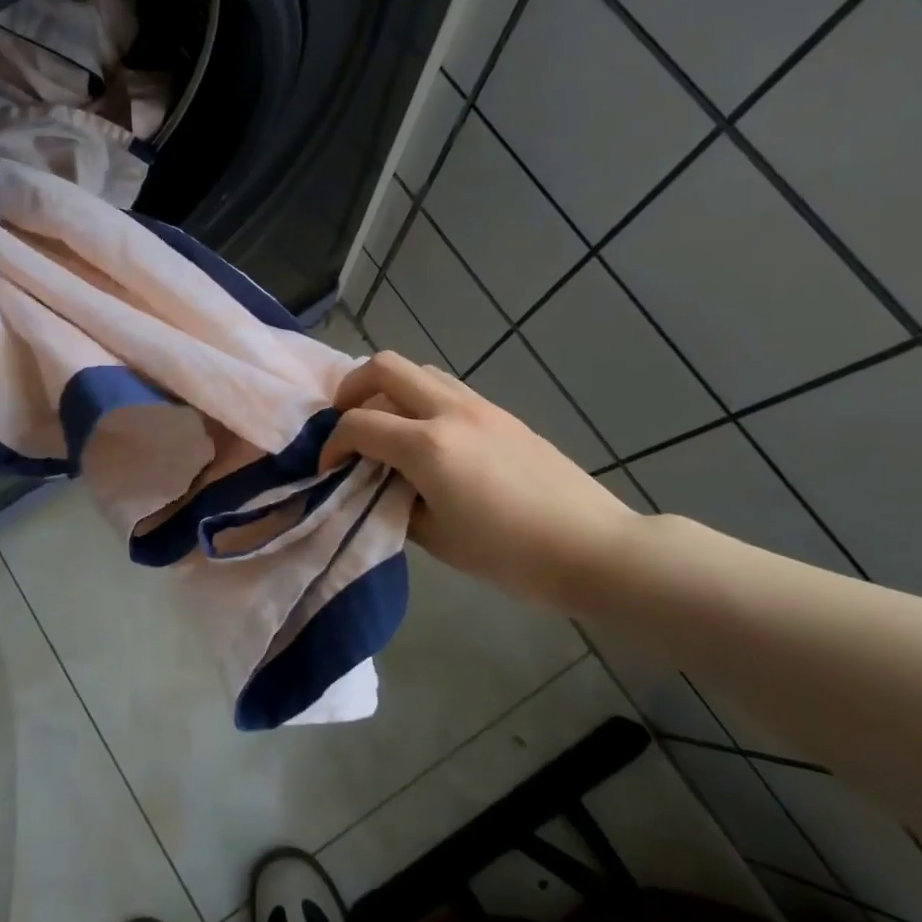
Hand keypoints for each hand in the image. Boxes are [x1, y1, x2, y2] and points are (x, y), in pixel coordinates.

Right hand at [320, 351, 638, 613]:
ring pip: (419, 370)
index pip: (358, 423)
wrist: (591, 547)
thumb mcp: (437, 539)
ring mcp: (480, 406)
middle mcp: (450, 412)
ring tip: (384, 428)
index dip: (332, 445)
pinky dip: (420, 399)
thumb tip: (380, 482)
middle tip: (345, 422)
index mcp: (428, 446)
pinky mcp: (501, 413)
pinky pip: (446, 387)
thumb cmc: (510, 555)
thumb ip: (395, 501)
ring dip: (389, 390)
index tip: (329, 470)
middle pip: (384, 366)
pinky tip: (425, 438)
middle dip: (351, 389)